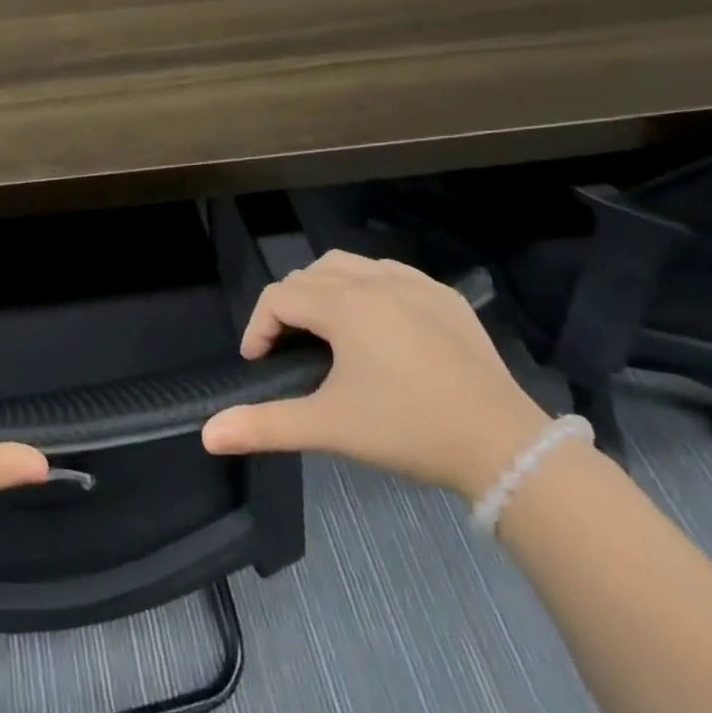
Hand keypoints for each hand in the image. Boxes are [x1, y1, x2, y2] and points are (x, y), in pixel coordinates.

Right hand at [201, 251, 551, 499]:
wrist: (505, 447)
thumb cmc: (408, 429)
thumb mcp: (329, 427)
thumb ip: (265, 425)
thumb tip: (206, 434)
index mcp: (343, 305)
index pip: (279, 297)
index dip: (258, 327)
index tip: (258, 363)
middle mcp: (375, 280)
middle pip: (308, 275)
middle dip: (288, 307)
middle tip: (289, 349)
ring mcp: (415, 284)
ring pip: (349, 265)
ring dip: (325, 289)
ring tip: (327, 330)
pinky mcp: (445, 297)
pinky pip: (390, 273)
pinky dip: (368, 287)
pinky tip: (377, 322)